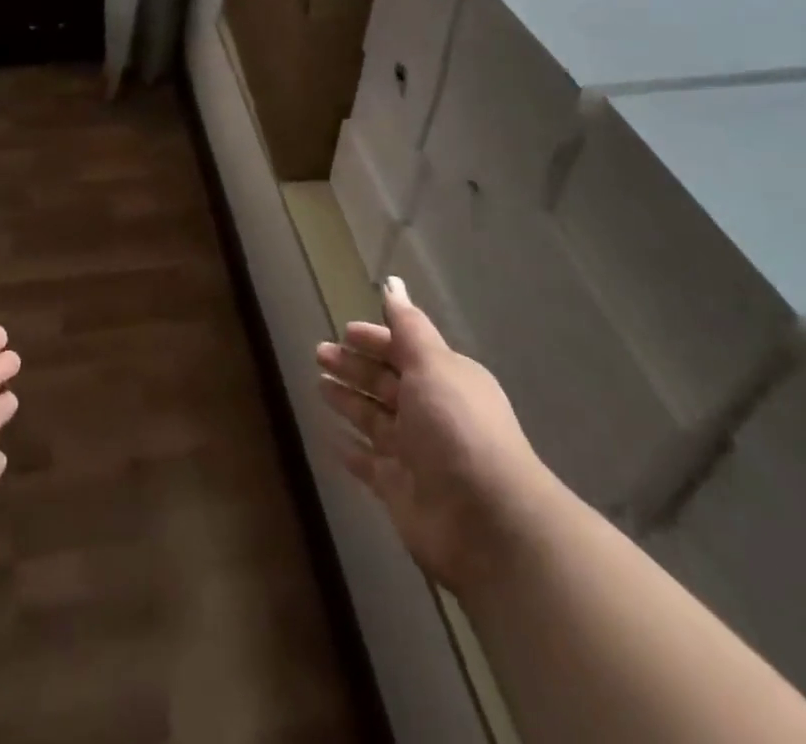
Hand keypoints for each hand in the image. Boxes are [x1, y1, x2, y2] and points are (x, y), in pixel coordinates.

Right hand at [317, 276, 554, 596]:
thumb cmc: (457, 429)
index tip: (344, 332)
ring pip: (374, 418)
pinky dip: (350, 449)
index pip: (403, 350)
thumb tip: (392, 283)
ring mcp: (415, 453)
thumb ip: (408, 327)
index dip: (374, 340)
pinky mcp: (399, 489)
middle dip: (353, 366)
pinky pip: (368, 462)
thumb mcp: (433, 365)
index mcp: (445, 379)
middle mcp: (430, 412)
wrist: (487, 522)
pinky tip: (329, 436)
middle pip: (385, 382)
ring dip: (349, 400)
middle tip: (319, 353)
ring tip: (318, 385)